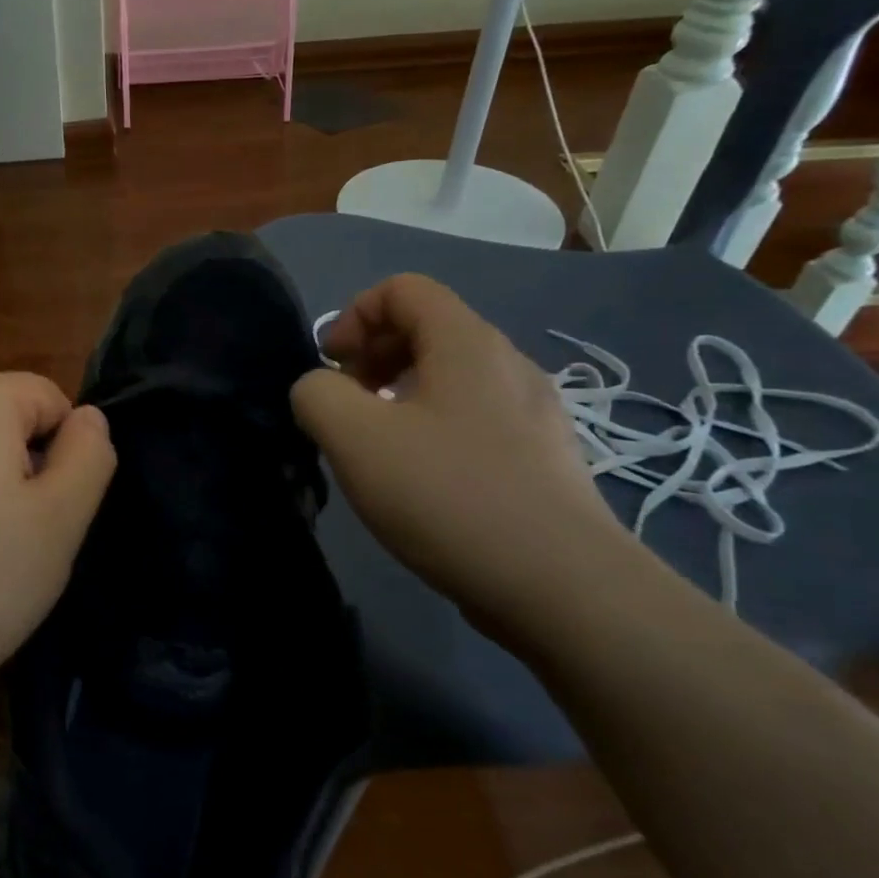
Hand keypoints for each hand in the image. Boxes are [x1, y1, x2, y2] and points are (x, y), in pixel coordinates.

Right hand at [291, 274, 637, 629]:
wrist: (563, 588)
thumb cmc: (449, 495)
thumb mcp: (354, 437)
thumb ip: (316, 395)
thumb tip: (320, 391)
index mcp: (467, 343)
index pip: (403, 288)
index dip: (354, 315)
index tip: (331, 366)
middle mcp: (507, 364)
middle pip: (427, 328)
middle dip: (372, 356)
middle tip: (346, 405)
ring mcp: (534, 413)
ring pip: (449, 377)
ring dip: (398, 395)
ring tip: (376, 445)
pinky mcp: (542, 459)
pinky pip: (473, 418)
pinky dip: (432, 427)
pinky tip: (420, 481)